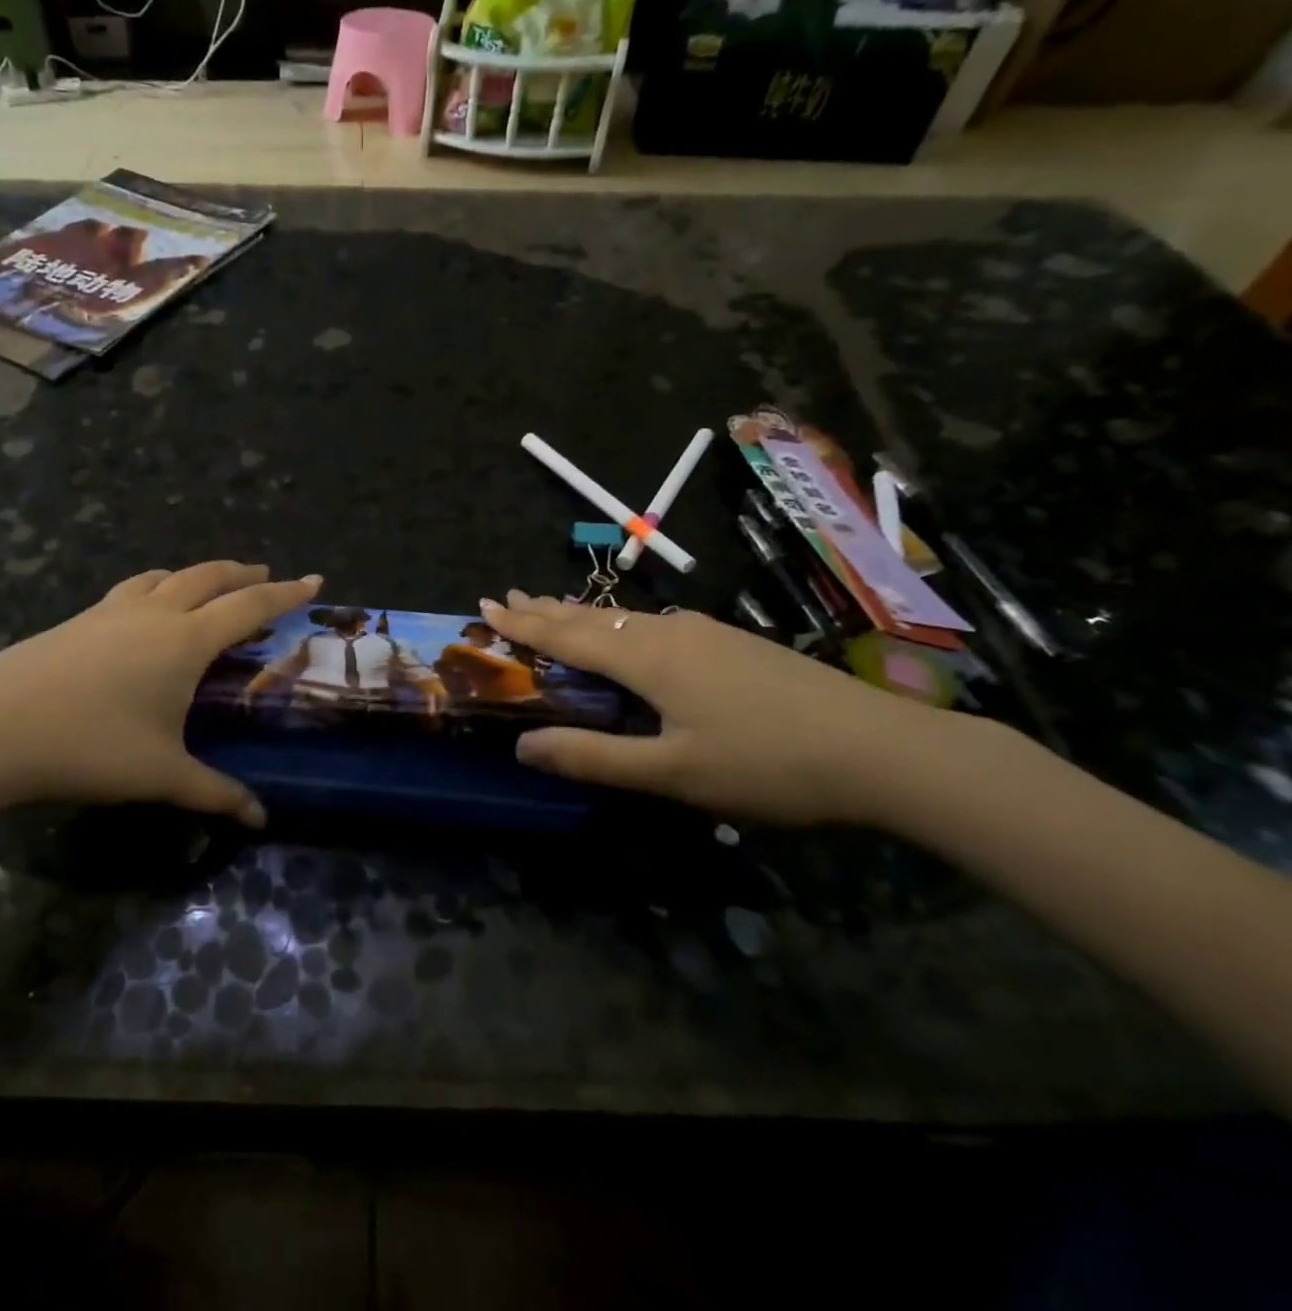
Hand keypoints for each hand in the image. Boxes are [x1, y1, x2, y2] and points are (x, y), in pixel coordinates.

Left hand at [0, 562, 321, 824]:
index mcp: (185, 641)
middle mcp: (154, 613)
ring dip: (197, 574)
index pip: (249, 606)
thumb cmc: (90, 746)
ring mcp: (110, 611)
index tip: (313, 580)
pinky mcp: (77, 619)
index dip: (285, 593)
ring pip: (166, 575)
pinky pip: (132, 589)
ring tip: (209, 584)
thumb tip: (260, 818)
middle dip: (243, 573)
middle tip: (266, 575)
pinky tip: (145, 608)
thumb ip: (215, 793)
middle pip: (209, 576)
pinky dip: (156, 586)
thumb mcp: (161, 775)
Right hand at [481, 591, 960, 826]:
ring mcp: (708, 633)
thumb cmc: (767, 764)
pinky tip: (633, 633)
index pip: (568, 635)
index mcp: (648, 658)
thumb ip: (594, 757)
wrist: (883, 749)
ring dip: (584, 615)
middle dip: (546, 608)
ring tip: (555, 608)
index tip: (487, 606)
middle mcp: (671, 633)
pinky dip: (621, 626)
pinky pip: (656, 625)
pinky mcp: (735, 643)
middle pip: (594, 617)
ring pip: (627, 618)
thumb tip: (522, 745)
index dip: (524, 624)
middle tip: (508, 596)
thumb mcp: (673, 774)